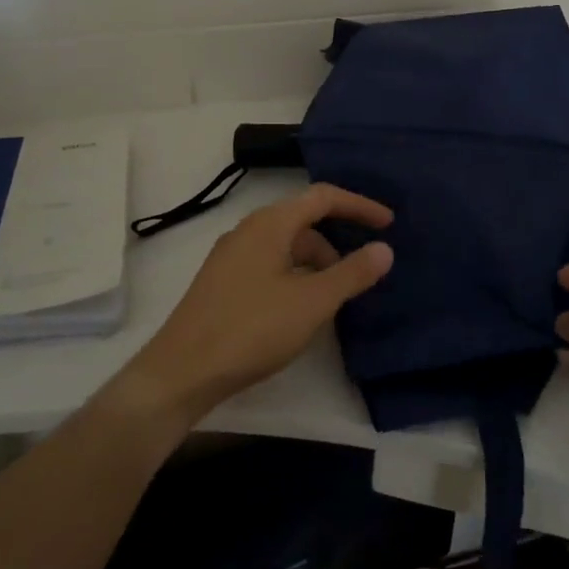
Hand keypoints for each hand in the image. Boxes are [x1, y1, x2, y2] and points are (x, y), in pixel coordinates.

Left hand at [120, 184, 394, 426]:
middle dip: (337, 242)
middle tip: (362, 273)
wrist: (181, 372)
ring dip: (316, 264)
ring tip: (333, 300)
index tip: (388, 224)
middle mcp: (248, 230)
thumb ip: (352, 273)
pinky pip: (270, 265)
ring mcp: (231, 256)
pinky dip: (295, 277)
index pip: (323, 196)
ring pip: (286, 247)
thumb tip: (384, 249)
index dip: (359, 205)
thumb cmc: (251, 329)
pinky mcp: (222, 282)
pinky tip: (300, 310)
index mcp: (270, 223)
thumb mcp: (312, 302)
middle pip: (304, 221)